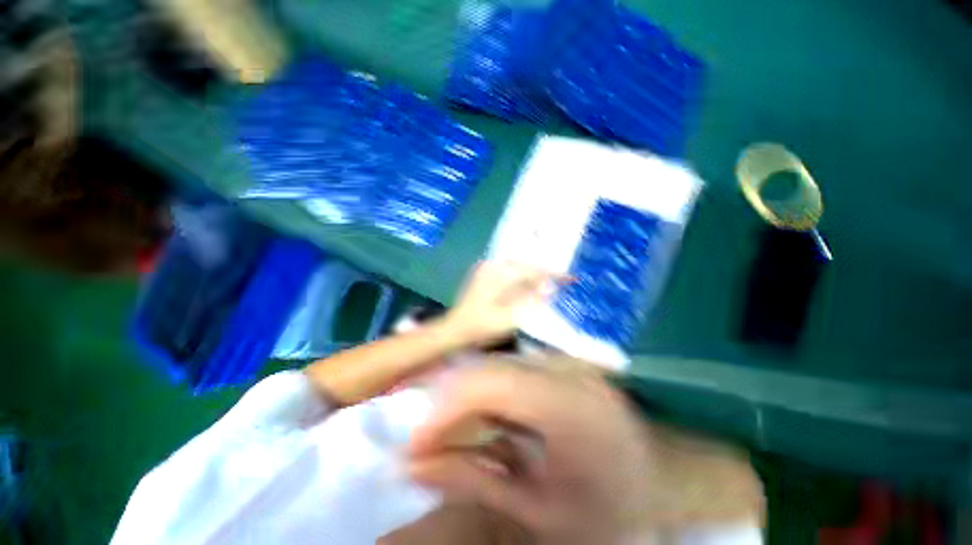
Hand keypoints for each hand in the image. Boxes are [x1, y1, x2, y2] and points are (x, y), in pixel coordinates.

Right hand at [407, 363, 654, 539]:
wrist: (658, 491)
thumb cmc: (605, 514)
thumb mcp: (536, 512)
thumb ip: (472, 480)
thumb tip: (411, 465)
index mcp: (571, 406)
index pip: (492, 382)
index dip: (446, 407)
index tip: (414, 445)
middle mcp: (569, 370)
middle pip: (491, 368)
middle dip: (450, 403)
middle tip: (426, 442)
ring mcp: (567, 362)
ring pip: (498, 364)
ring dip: (467, 398)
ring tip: (449, 434)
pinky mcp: (563, 365)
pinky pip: (513, 369)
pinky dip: (488, 394)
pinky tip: (483, 422)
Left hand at [443, 261, 560, 347]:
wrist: (455, 330)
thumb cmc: (481, 327)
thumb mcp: (507, 318)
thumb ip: (529, 302)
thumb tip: (549, 288)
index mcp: (498, 274)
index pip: (532, 269)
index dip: (552, 273)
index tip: (570, 277)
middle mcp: (493, 266)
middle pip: (526, 266)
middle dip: (544, 274)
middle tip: (562, 282)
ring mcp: (488, 270)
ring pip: (518, 268)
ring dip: (534, 276)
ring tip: (549, 285)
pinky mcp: (485, 276)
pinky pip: (510, 273)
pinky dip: (522, 279)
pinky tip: (529, 287)